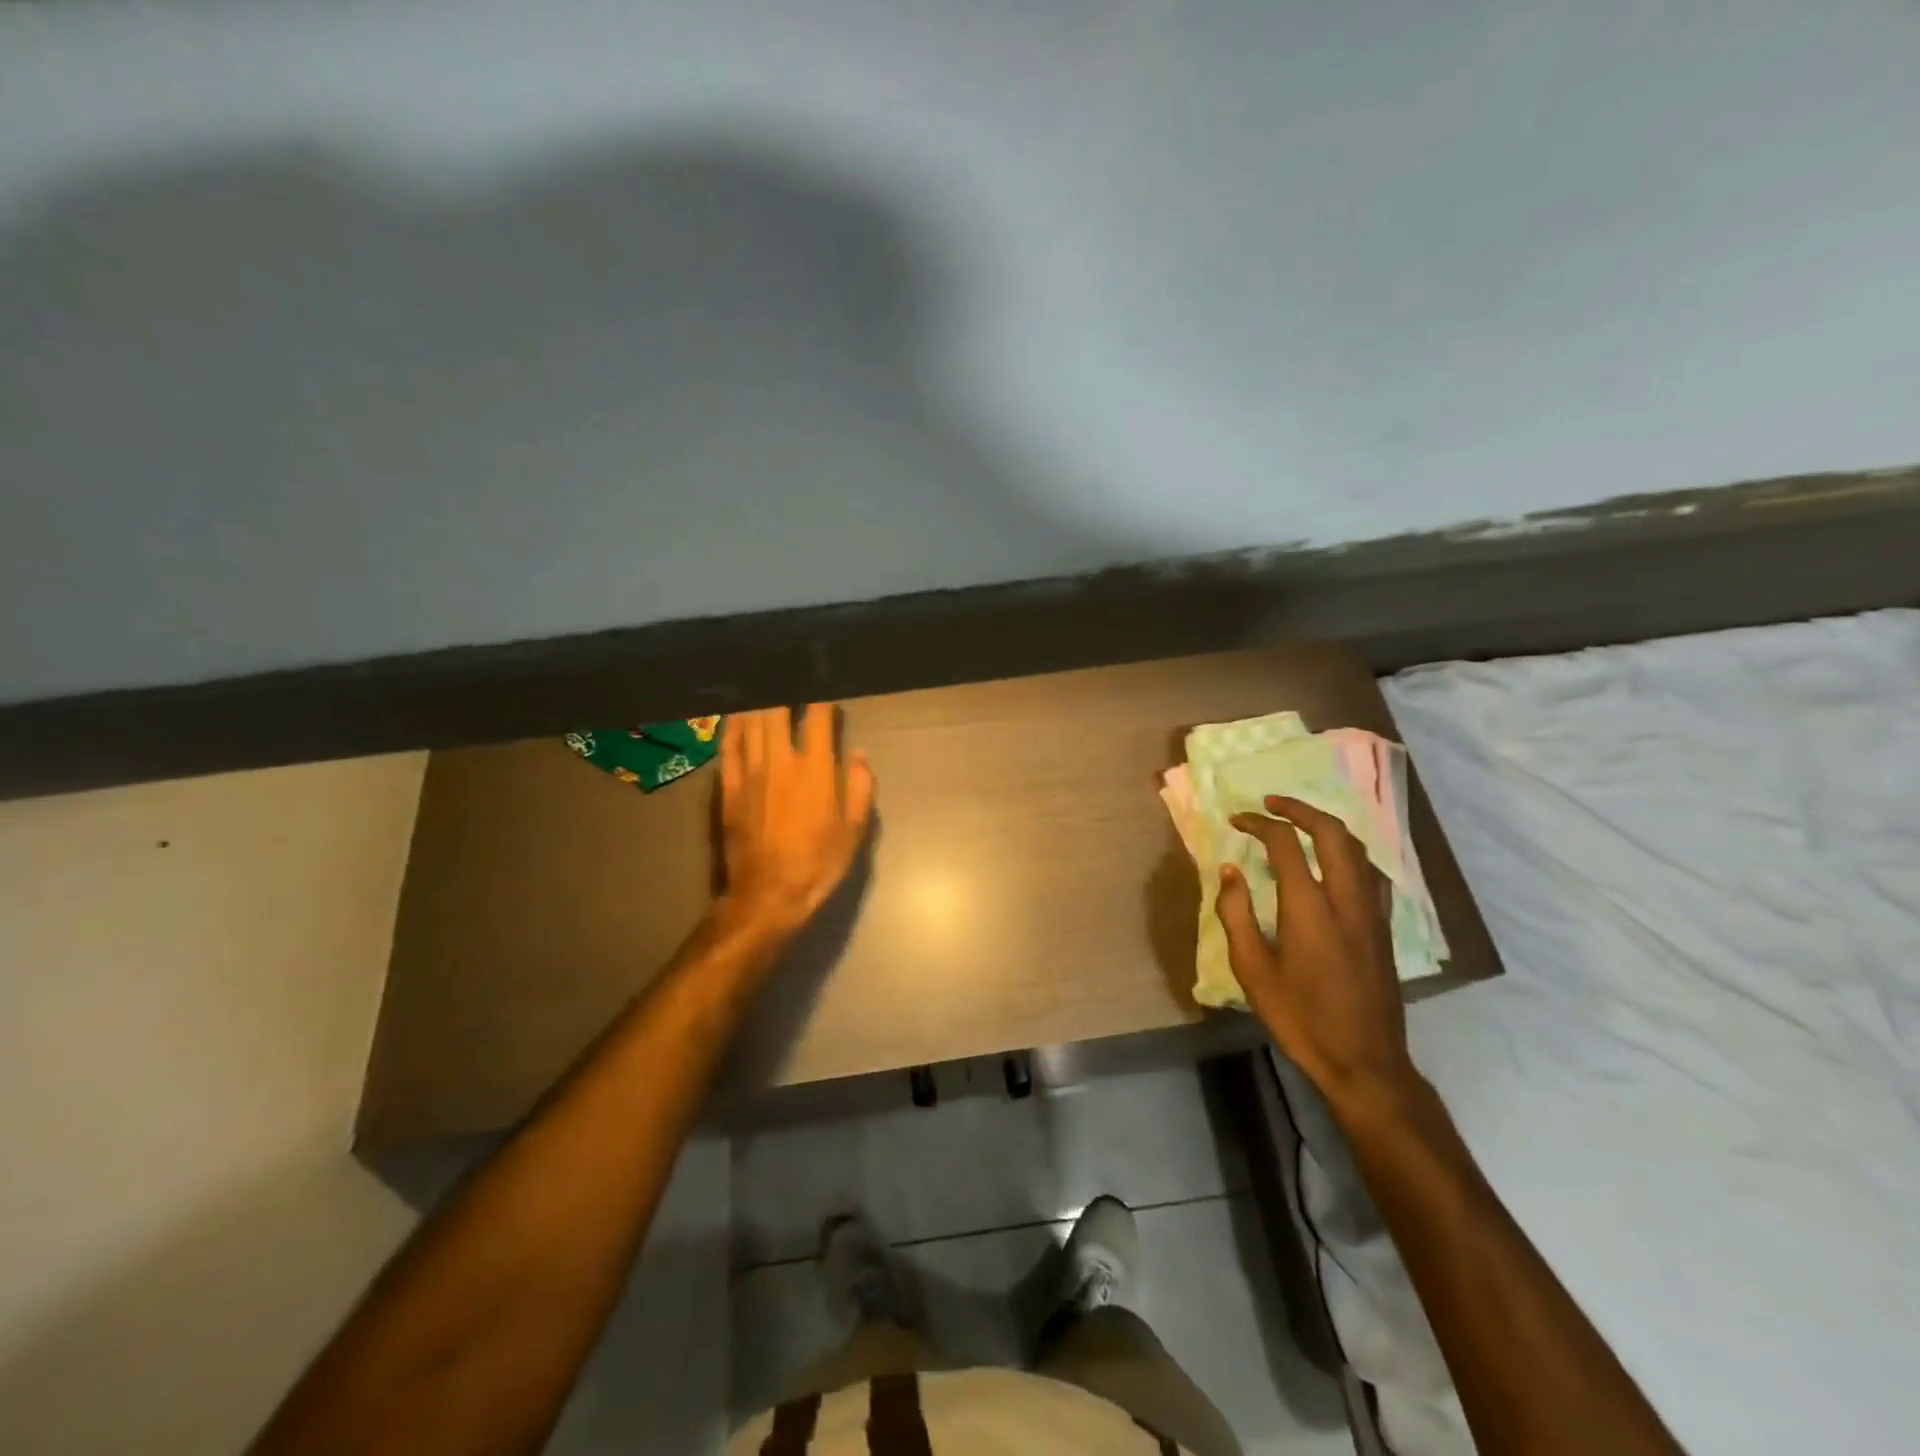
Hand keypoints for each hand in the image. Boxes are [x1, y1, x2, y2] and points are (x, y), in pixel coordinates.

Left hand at [716, 704, 874, 937]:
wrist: (768, 894)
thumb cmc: (818, 863)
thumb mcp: (854, 830)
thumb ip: (860, 787)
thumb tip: (859, 753)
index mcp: (815, 770)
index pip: (818, 719)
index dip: (822, 698)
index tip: (827, 688)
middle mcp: (780, 762)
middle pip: (777, 711)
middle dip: (784, 690)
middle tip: (789, 678)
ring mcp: (749, 773)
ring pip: (750, 723)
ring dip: (758, 701)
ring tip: (764, 686)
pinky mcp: (728, 788)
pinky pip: (727, 748)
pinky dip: (732, 727)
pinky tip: (736, 715)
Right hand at [1215, 795, 1418, 1111]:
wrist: (1364, 1061)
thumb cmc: (1300, 1017)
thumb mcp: (1252, 969)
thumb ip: (1236, 914)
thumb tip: (1229, 871)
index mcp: (1309, 907)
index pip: (1285, 844)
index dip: (1259, 824)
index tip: (1237, 820)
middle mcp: (1346, 899)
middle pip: (1332, 833)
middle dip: (1300, 810)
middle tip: (1272, 804)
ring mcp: (1371, 913)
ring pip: (1358, 850)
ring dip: (1328, 827)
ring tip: (1301, 824)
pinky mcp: (1384, 929)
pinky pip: (1371, 873)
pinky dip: (1350, 854)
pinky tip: (1336, 865)